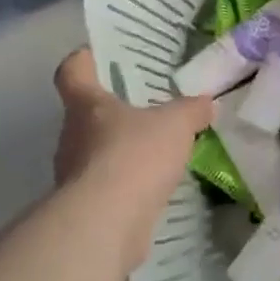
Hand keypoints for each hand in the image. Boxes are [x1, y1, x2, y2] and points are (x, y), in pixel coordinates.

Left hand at [53, 47, 211, 199]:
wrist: (107, 223)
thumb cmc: (134, 156)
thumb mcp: (175, 124)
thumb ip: (191, 110)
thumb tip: (208, 102)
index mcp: (86, 105)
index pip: (72, 71)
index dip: (83, 61)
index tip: (95, 56)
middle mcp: (72, 136)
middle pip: (85, 114)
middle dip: (112, 112)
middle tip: (144, 108)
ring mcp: (73, 175)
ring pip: (95, 153)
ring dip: (119, 151)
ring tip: (154, 151)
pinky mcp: (85, 208)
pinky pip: (106, 186)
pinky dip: (125, 184)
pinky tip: (152, 187)